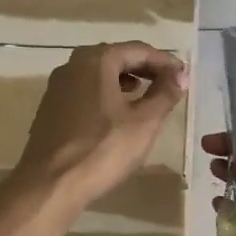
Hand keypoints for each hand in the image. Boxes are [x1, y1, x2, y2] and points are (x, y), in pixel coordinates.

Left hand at [14, 41, 188, 210]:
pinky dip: (107, 95)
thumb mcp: (144, 122)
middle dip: (146, 69)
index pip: (139, 50)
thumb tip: (180, 75)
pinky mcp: (51, 109)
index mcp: (96, 60)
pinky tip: (118, 114)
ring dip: (126, 81)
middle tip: (170, 84)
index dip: (165, 62)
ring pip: (100, 75)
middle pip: (117, 58)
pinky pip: (86, 92)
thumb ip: (165, 94)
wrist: (51, 184)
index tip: (184, 76)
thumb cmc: (103, 149)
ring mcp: (58, 87)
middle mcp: (73, 65)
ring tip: (147, 97)